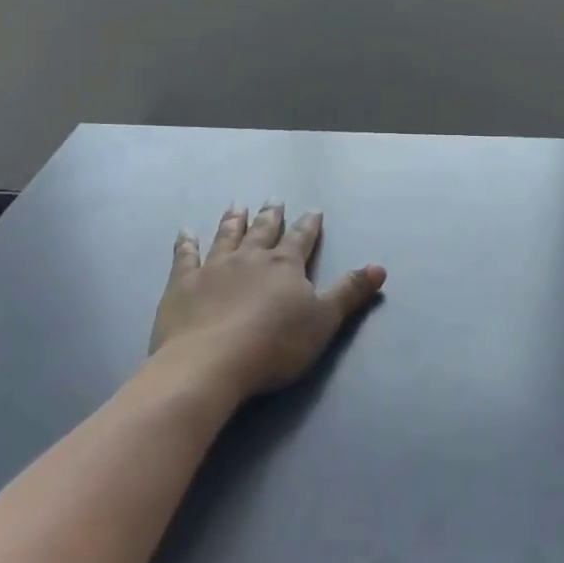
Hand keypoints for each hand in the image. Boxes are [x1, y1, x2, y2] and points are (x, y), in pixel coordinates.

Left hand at [149, 203, 385, 401]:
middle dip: (270, 216)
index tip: (313, 210)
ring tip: (237, 206)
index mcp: (285, 266)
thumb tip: (379, 267)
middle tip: (273, 200)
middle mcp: (250, 258)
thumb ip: (349, 292)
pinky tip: (185, 233)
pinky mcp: (183, 285)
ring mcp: (214, 268)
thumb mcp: (324, 320)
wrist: (212, 362)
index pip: (301, 239)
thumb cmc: (275, 344)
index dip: (308, 225)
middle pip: (263, 231)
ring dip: (233, 221)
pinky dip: (186, 244)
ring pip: (226, 237)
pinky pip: (185, 257)